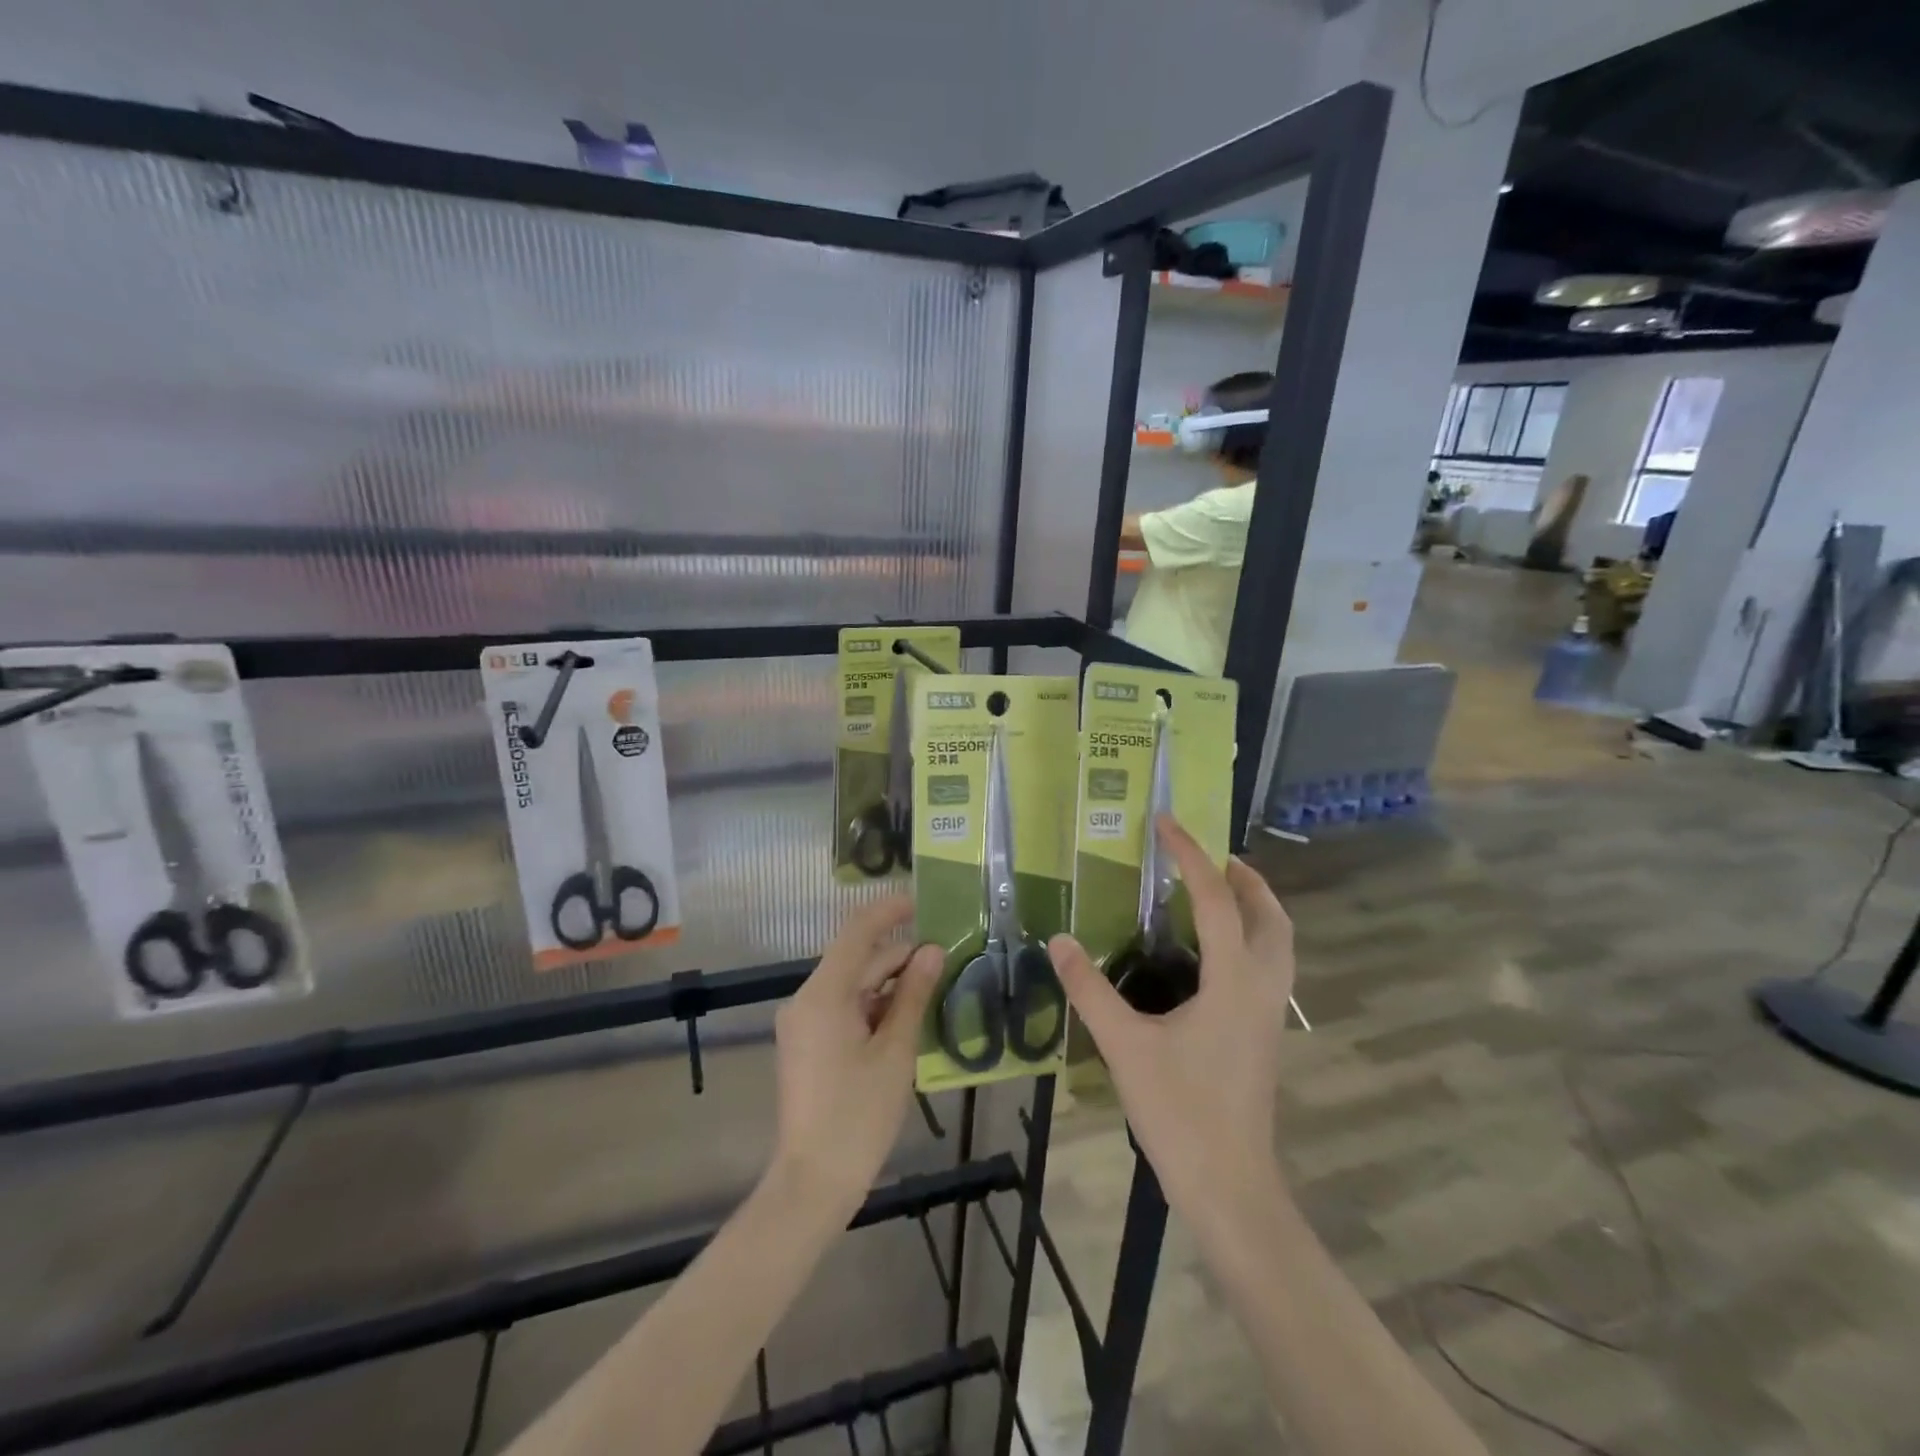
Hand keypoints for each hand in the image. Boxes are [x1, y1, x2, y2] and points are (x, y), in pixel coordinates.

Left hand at [771, 895, 942, 1218]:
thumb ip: (913, 995)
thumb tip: (932, 951)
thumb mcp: (895, 1051)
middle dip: (898, 956)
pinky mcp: (806, 1044)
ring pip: (851, 986)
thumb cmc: (858, 1115)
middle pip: (856, 960)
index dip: (888, 912)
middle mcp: (806, 1000)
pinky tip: (905, 1018)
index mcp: (823, 994)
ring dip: (888, 983)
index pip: (857, 932)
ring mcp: (803, 1023)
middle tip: (944, 958)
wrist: (812, 1182)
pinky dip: (873, 1007)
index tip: (921, 902)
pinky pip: (842, 1008)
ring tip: (932, 988)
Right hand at [1048, 817, 1294, 1214]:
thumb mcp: (1125, 1046)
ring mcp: (1269, 1013)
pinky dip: (1251, 936)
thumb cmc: (1180, 1112)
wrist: (1230, 1186)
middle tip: (1205, 855)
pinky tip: (1212, 950)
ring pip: (1279, 941)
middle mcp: (1262, 987)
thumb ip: (1089, 990)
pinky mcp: (1264, 1033)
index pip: (1216, 900)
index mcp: (1233, 981)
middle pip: (1271, 915)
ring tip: (1215, 890)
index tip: (1166, 823)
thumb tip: (1059, 941)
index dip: (1190, 856)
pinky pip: (1269, 964)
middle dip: (1243, 876)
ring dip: (1255, 905)